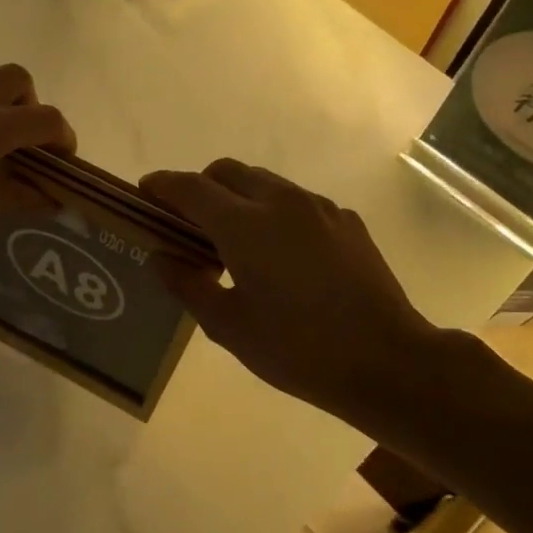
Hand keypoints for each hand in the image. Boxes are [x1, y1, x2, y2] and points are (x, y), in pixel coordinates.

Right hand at [141, 160, 483, 439]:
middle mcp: (281, 201)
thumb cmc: (297, 349)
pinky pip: (296, 201)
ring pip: (264, 182)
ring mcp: (319, 208)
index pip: (190, 189)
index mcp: (245, 225)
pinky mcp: (346, 221)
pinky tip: (280, 256)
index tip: (144, 193)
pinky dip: (273, 212)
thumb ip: (187, 285)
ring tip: (233, 242)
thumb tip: (160, 256)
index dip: (161, 186)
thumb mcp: (229, 326)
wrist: (387, 361)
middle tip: (188, 224)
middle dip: (200, 187)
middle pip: (227, 172)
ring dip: (237, 197)